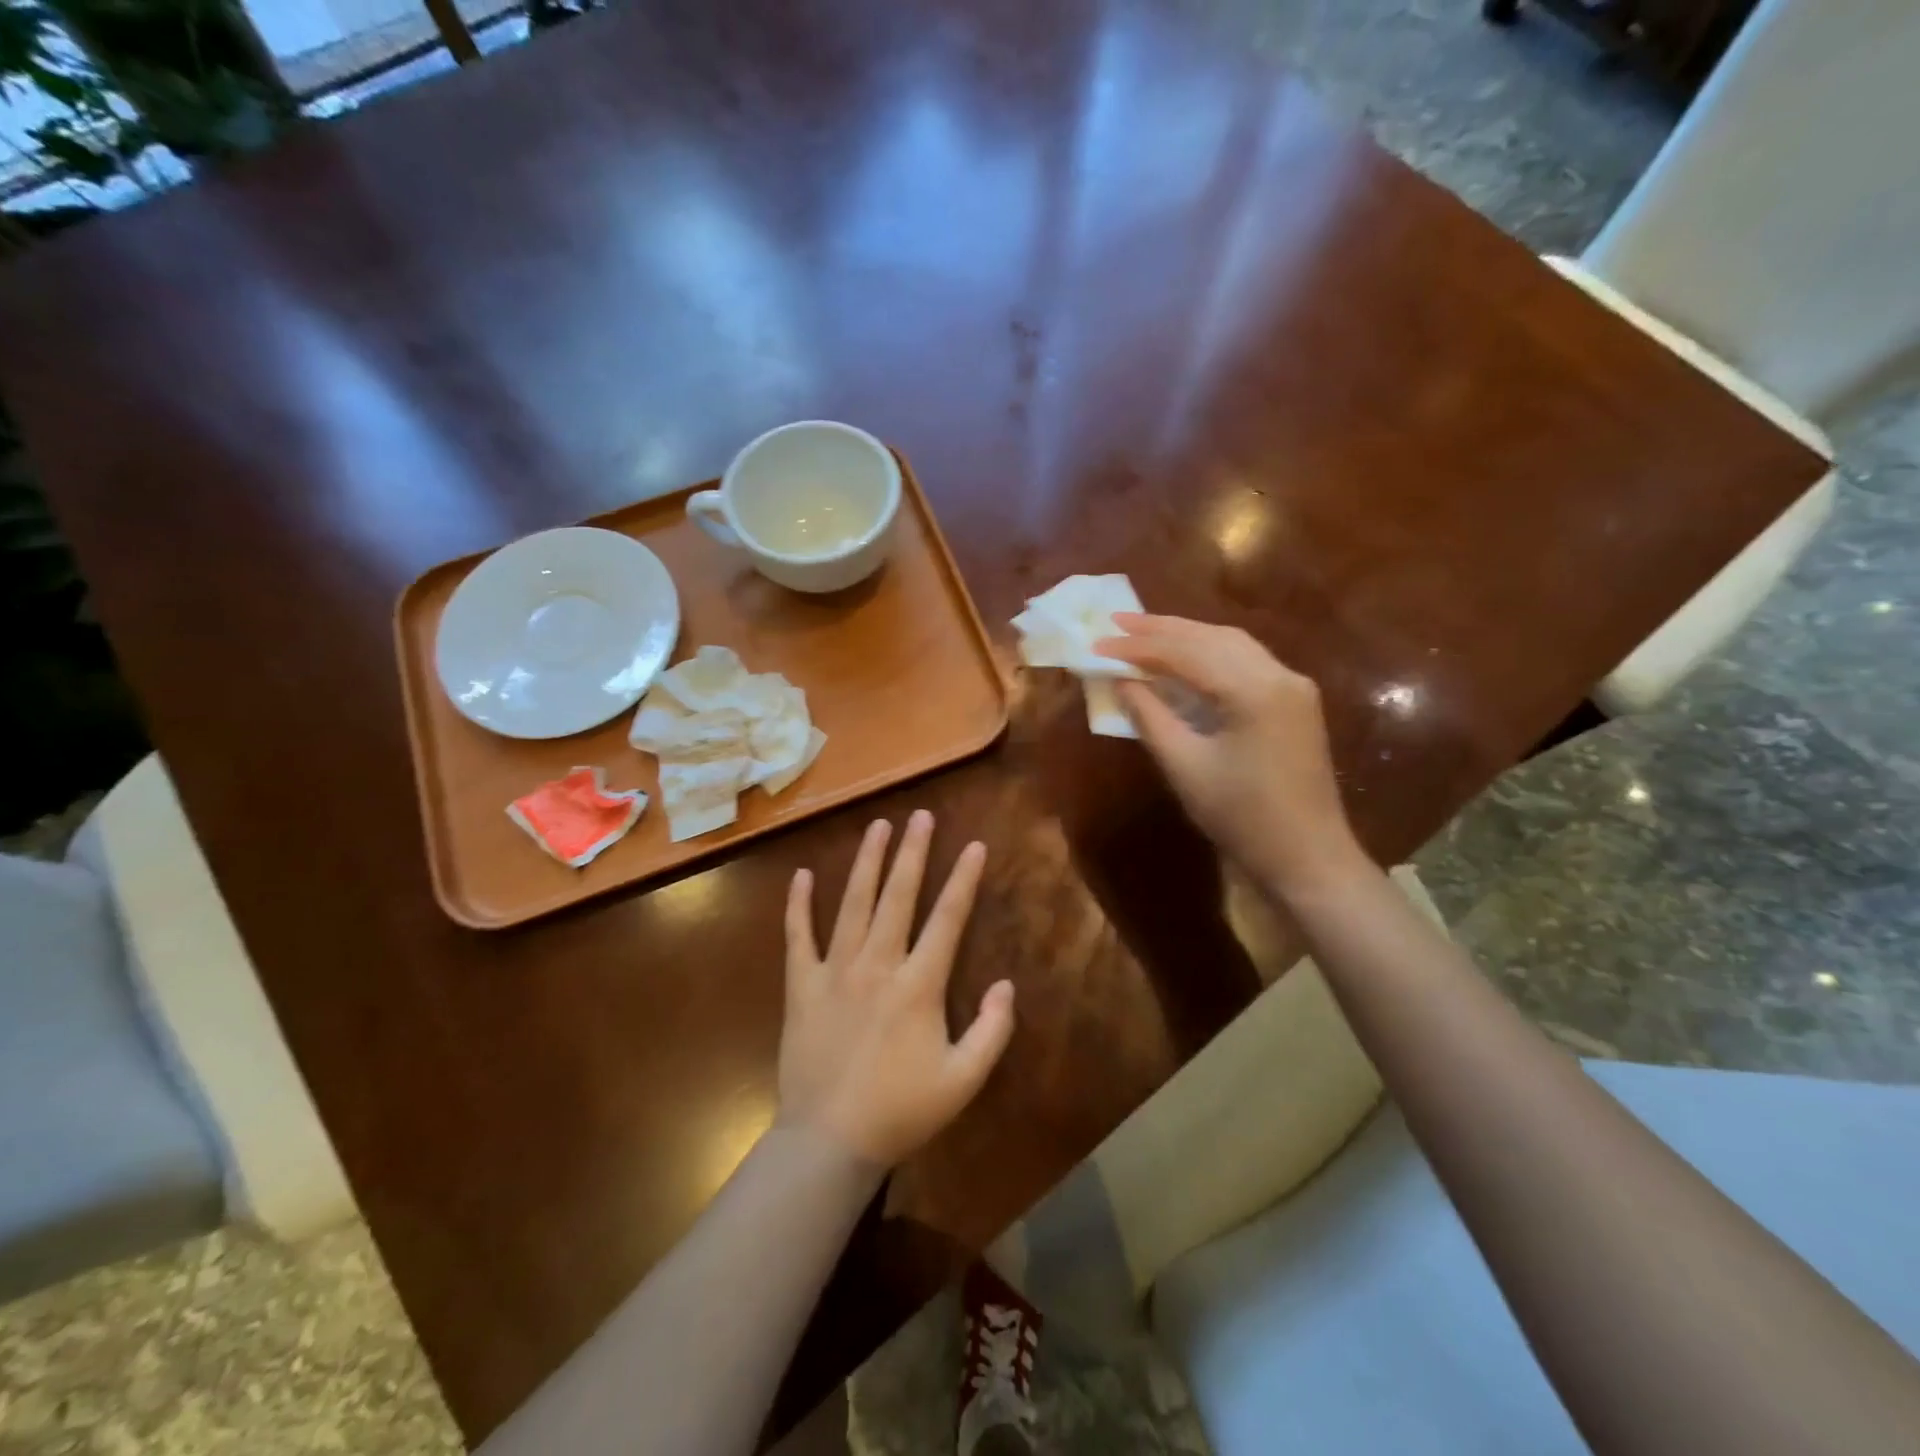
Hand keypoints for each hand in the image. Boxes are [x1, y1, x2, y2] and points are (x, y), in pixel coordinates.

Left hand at [778, 811, 1015, 1168]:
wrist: (828, 1142)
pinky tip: (801, 876)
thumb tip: (1006, 984)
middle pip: (898, 896)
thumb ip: (992, 1031)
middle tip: (920, 816)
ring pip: (852, 904)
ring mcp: (835, 971)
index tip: (974, 845)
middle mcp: (877, 964)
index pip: (947, 919)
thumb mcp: (963, 1081)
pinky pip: (798, 937)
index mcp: (918, 984)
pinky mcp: (802, 985)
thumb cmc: (900, 1110)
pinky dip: (798, 905)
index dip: (963, 879)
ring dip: (866, 862)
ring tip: (876, 826)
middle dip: (912, 852)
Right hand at [1094, 614, 1364, 896]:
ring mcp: (1293, 685)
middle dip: (1161, 628)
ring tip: (1143, 631)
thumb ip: (1149, 716)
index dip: (1137, 647)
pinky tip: (1184, 656)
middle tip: (1116, 621)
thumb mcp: (1185, 766)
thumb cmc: (1242, 817)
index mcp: (1253, 690)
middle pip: (1211, 637)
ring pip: (1231, 643)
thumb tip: (1120, 681)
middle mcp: (1279, 674)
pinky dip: (1209, 653)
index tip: (1097, 642)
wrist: (1307, 857)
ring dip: (1185, 635)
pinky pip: (1246, 661)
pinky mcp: (1295, 700)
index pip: (1185, 652)